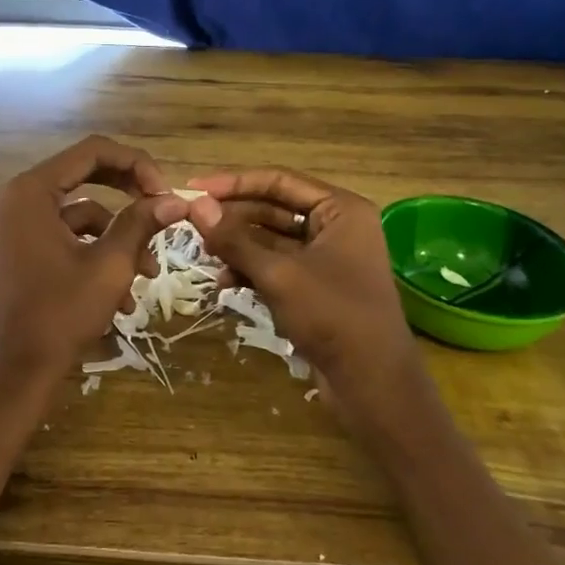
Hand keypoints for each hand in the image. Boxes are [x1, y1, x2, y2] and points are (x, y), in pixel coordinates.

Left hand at [0, 136, 187, 388]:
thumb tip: (178, 199)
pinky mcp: (21, 247)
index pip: (91, 152)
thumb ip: (141, 223)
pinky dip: (96, 254)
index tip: (166, 192)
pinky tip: (122, 294)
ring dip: (118, 237)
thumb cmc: (60, 314)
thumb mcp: (110, 266)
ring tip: (147, 274)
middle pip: (86, 175)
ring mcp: (16, 224)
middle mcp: (17, 198)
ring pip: (81, 213)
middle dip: (129, 195)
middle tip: (163, 210)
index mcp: (30, 191)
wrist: (15, 371)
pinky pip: (66, 235)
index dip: (136, 164)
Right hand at [184, 168, 422, 404]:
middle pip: (273, 208)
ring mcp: (326, 258)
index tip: (193, 189)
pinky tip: (224, 282)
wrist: (373, 383)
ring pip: (271, 240)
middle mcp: (336, 226)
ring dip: (238, 246)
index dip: (233, 183)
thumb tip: (196, 206)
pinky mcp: (316, 286)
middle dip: (233, 218)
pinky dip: (251, 270)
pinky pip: (276, 266)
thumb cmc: (333, 315)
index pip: (278, 181)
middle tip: (192, 225)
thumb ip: (235, 239)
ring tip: (204, 255)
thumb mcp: (278, 274)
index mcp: (340, 209)